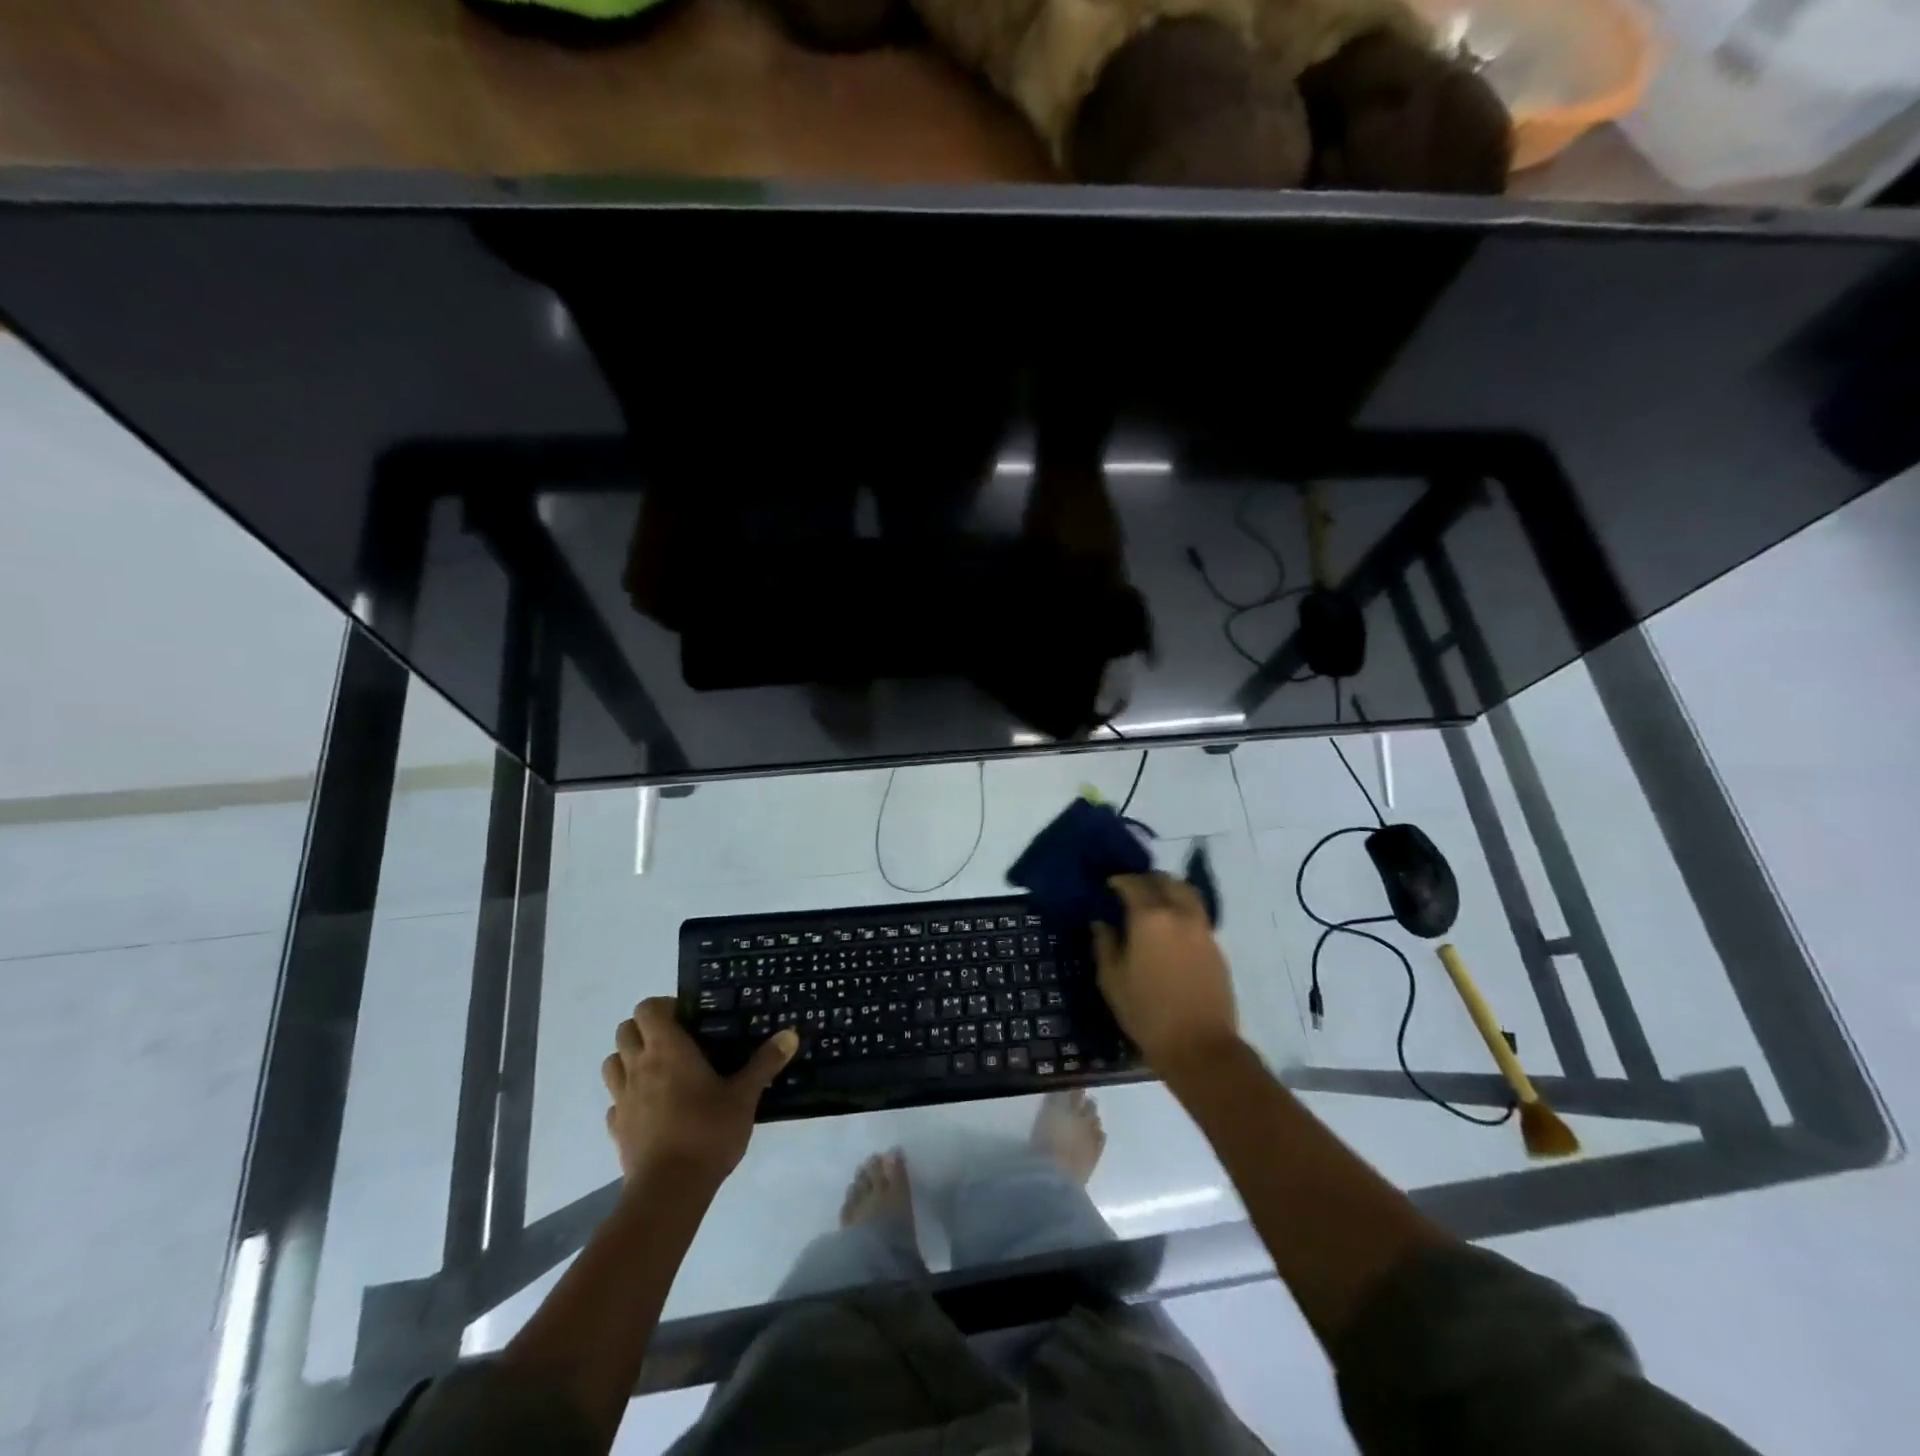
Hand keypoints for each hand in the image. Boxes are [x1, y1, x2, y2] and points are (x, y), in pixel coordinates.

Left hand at [600, 998, 796, 1187]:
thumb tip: (790, 1034)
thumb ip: (765, 1063)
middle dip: (645, 1029)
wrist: (669, 1191)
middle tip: (676, 1042)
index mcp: (667, 1049)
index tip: (688, 1019)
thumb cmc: (708, 1132)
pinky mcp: (616, 1129)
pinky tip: (650, 1108)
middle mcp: (638, 1066)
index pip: (647, 1008)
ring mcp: (622, 1098)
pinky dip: (627, 1097)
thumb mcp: (745, 1096)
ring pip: (612, 1063)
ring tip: (659, 1071)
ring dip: (629, 1059)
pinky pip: (614, 1101)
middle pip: (625, 1030)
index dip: (664, 1006)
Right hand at [1093, 873, 1239, 1077]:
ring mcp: (1202, 928)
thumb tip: (1102, 922)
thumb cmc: (1147, 1012)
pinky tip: (1170, 930)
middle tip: (1130, 892)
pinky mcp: (1216, 945)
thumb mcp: (1112, 979)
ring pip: (1186, 893)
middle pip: (1165, 881)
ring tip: (1154, 905)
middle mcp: (1179, 913)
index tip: (1108, 886)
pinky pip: (1197, 914)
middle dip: (1146, 881)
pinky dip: (1182, 910)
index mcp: (1150, 917)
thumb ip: (1105, 943)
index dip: (1118, 881)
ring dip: (1168, 891)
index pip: (1133, 883)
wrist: (1199, 1046)